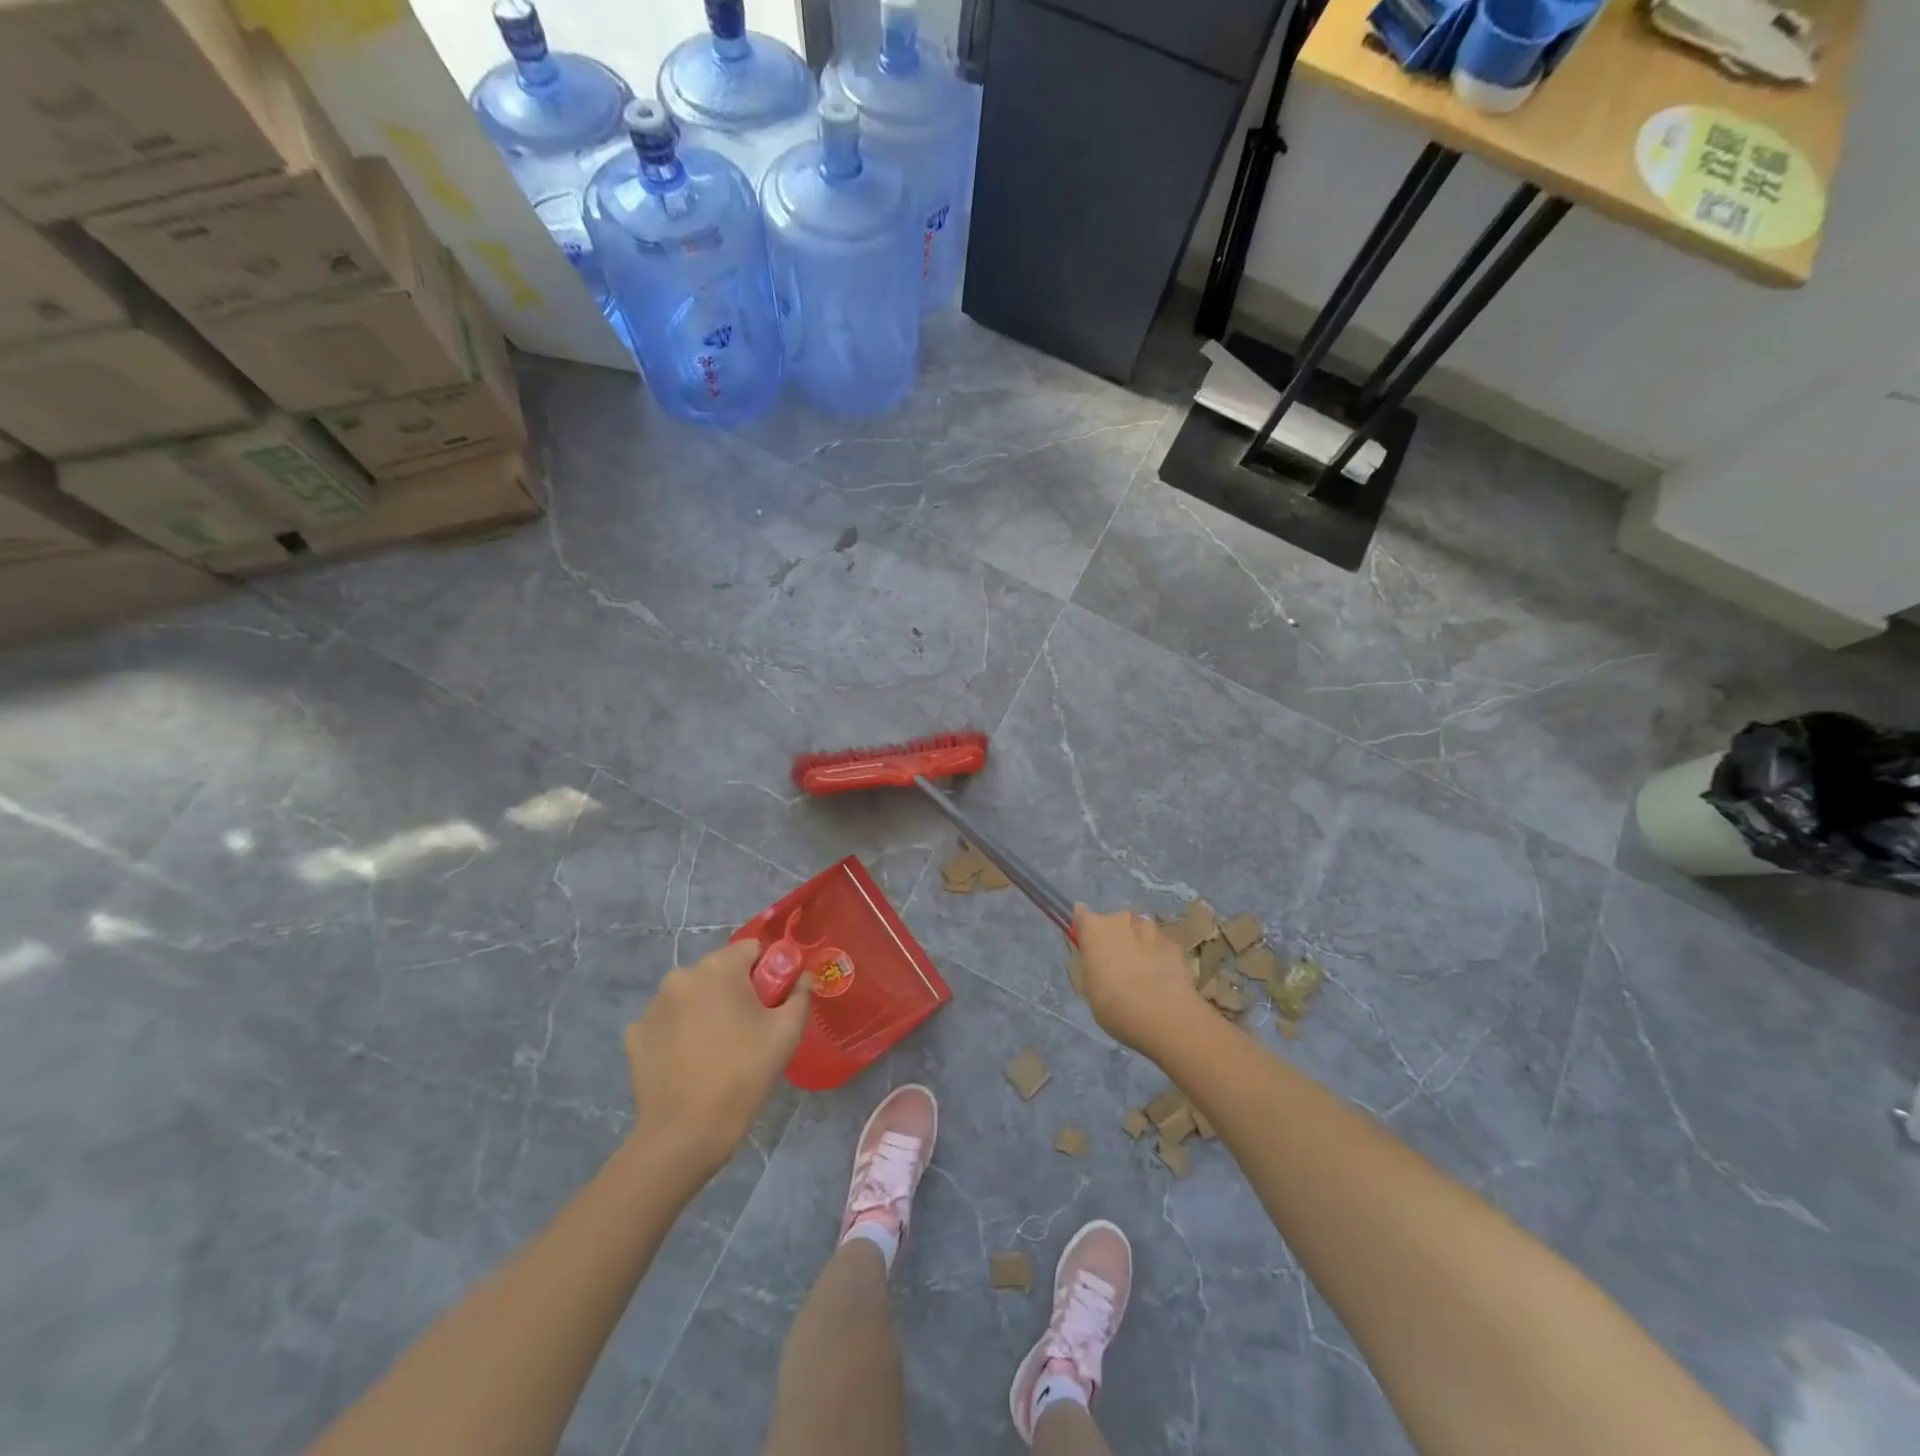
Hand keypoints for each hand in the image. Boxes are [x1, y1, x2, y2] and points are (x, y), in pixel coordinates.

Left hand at [624, 940, 809, 1177]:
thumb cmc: (744, 1073)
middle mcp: (681, 976)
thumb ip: (800, 995)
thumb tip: (803, 978)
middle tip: (748, 1029)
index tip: (772, 1002)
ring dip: (704, 1010)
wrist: (687, 1132)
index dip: (767, 972)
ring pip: (691, 996)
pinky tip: (688, 1062)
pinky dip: (678, 1033)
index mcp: (719, 968)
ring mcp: (653, 1006)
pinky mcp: (634, 1035)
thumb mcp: (787, 1032)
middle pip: (719, 972)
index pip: (751, 950)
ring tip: (715, 1050)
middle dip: (735, 991)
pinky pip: (666, 1023)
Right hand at [1073, 904, 1208, 1056]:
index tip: (1086, 942)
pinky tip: (1162, 980)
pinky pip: (1160, 946)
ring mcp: (1151, 929)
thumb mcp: (1090, 987)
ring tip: (1142, 974)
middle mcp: (1121, 919)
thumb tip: (1098, 961)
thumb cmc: (1114, 1004)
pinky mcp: (1174, 944)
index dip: (1084, 928)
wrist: (1162, 1015)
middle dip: (1115, 938)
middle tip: (1116, 965)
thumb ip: (1093, 965)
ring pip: (1140, 932)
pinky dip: (1159, 957)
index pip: (1081, 914)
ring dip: (1139, 945)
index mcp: (1094, 928)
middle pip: (1114, 923)